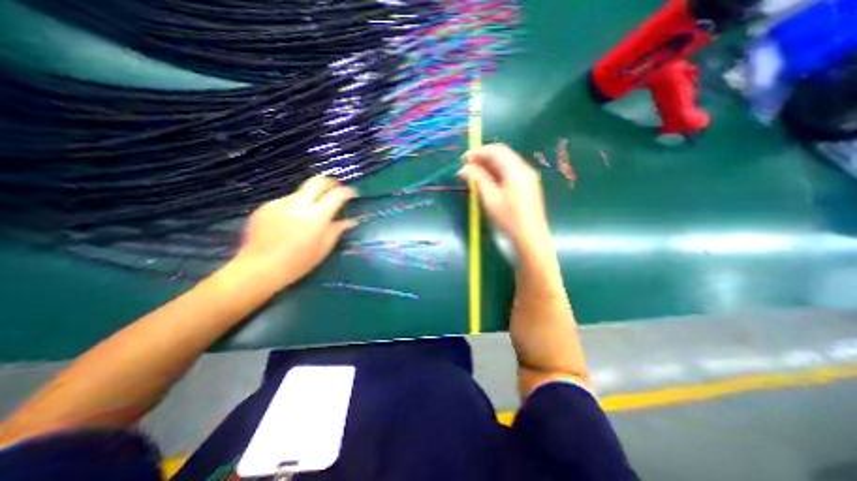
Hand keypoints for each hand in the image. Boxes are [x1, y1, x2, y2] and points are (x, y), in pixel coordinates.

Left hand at [230, 176, 356, 288]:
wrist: (259, 268)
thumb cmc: (298, 262)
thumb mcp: (324, 247)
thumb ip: (338, 229)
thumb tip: (352, 221)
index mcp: (316, 216)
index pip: (337, 195)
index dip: (347, 192)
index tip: (352, 194)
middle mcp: (298, 204)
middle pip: (317, 181)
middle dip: (330, 183)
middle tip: (335, 190)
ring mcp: (280, 203)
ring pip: (301, 192)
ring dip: (311, 197)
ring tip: (311, 212)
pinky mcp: (266, 206)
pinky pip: (286, 201)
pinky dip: (295, 206)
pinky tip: (291, 221)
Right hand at [463, 143, 549, 251]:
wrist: (530, 237)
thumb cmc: (508, 218)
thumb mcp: (490, 198)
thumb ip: (477, 179)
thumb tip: (464, 168)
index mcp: (516, 170)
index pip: (496, 151)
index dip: (478, 152)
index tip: (463, 159)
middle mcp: (524, 169)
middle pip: (502, 155)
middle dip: (483, 158)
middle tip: (467, 167)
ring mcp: (527, 177)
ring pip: (505, 164)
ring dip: (489, 166)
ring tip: (474, 175)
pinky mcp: (527, 186)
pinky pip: (510, 173)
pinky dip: (497, 174)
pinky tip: (487, 182)